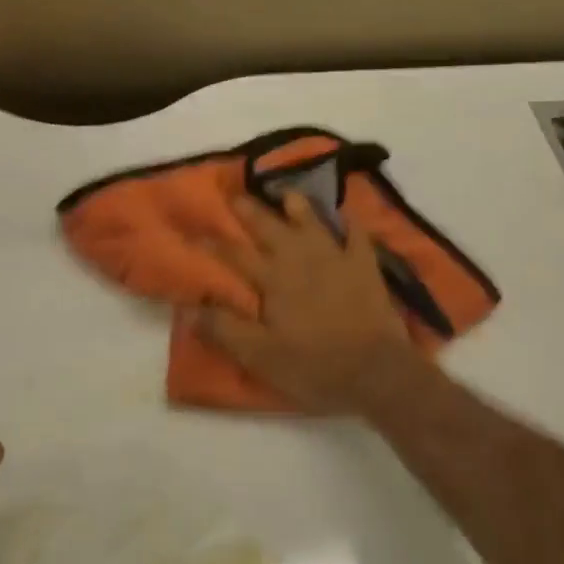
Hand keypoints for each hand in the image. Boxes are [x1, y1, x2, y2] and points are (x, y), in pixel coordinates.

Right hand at [197, 193, 420, 413]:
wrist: (375, 370)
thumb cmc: (314, 366)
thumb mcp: (260, 356)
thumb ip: (224, 329)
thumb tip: (188, 308)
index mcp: (272, 279)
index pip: (234, 255)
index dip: (212, 243)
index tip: (194, 231)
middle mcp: (300, 258)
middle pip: (269, 228)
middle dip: (249, 211)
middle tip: (235, 195)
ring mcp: (335, 257)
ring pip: (311, 221)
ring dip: (297, 205)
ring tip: (286, 193)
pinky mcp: (365, 265)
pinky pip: (356, 234)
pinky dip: (349, 222)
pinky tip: (344, 215)